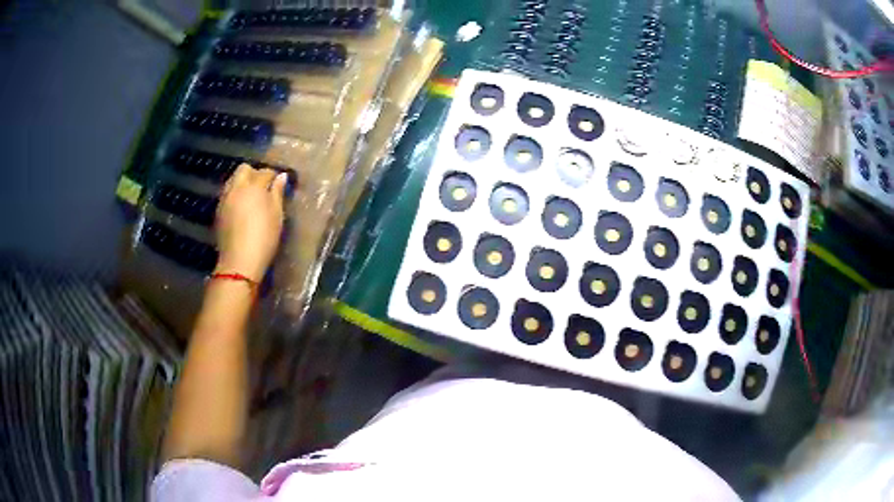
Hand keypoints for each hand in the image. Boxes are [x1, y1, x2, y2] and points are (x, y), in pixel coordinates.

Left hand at [215, 164, 287, 281]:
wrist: (239, 262)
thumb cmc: (264, 238)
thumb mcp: (277, 215)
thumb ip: (278, 193)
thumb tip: (281, 177)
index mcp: (254, 186)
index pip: (265, 172)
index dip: (273, 176)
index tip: (279, 185)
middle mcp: (237, 187)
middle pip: (244, 169)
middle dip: (254, 173)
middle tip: (263, 187)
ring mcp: (225, 198)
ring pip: (232, 180)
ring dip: (242, 183)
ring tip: (251, 197)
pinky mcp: (218, 211)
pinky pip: (227, 194)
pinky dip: (234, 195)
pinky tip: (240, 208)